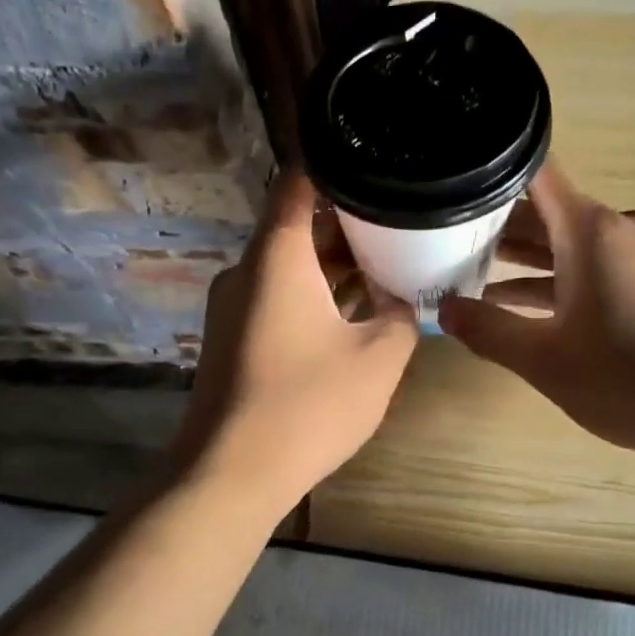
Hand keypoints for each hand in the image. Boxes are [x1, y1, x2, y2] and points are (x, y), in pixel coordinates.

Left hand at [171, 173, 418, 514]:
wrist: (232, 473)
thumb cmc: (308, 407)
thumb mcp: (378, 359)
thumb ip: (400, 315)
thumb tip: (399, 299)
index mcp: (277, 256)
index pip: (300, 181)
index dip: (338, 165)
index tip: (378, 162)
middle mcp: (247, 270)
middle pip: (297, 224)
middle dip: (350, 221)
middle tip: (402, 219)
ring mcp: (234, 305)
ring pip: (290, 264)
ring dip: (334, 263)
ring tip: (388, 262)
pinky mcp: (234, 337)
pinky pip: (278, 296)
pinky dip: (315, 293)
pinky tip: (355, 309)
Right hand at [437, 163, 634, 470]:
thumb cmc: (628, 379)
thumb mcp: (544, 359)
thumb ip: (488, 330)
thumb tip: (444, 310)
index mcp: (592, 230)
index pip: (536, 175)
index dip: (491, 176)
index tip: (453, 187)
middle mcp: (621, 227)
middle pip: (550, 212)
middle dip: (499, 228)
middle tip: (446, 243)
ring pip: (574, 243)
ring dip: (530, 259)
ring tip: (475, 275)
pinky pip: (600, 264)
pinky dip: (564, 278)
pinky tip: (528, 304)